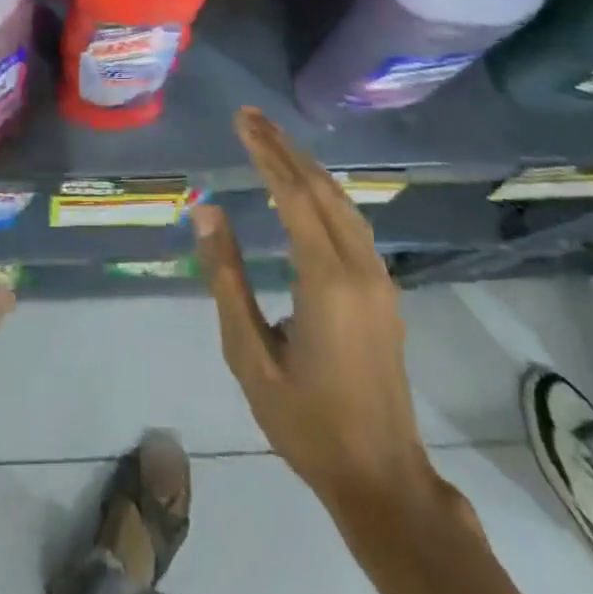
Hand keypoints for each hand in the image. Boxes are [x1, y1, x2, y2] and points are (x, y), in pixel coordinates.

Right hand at [193, 108, 437, 526]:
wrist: (381, 477)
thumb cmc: (306, 421)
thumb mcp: (250, 356)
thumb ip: (227, 278)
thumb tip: (207, 210)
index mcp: (326, 280)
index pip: (294, 196)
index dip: (266, 154)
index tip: (242, 120)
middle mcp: (359, 267)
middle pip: (321, 188)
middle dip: (284, 147)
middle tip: (251, 116)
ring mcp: (379, 278)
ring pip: (343, 202)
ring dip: (307, 165)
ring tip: (273, 139)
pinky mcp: (384, 290)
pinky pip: (353, 222)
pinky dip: (325, 191)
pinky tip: (308, 187)